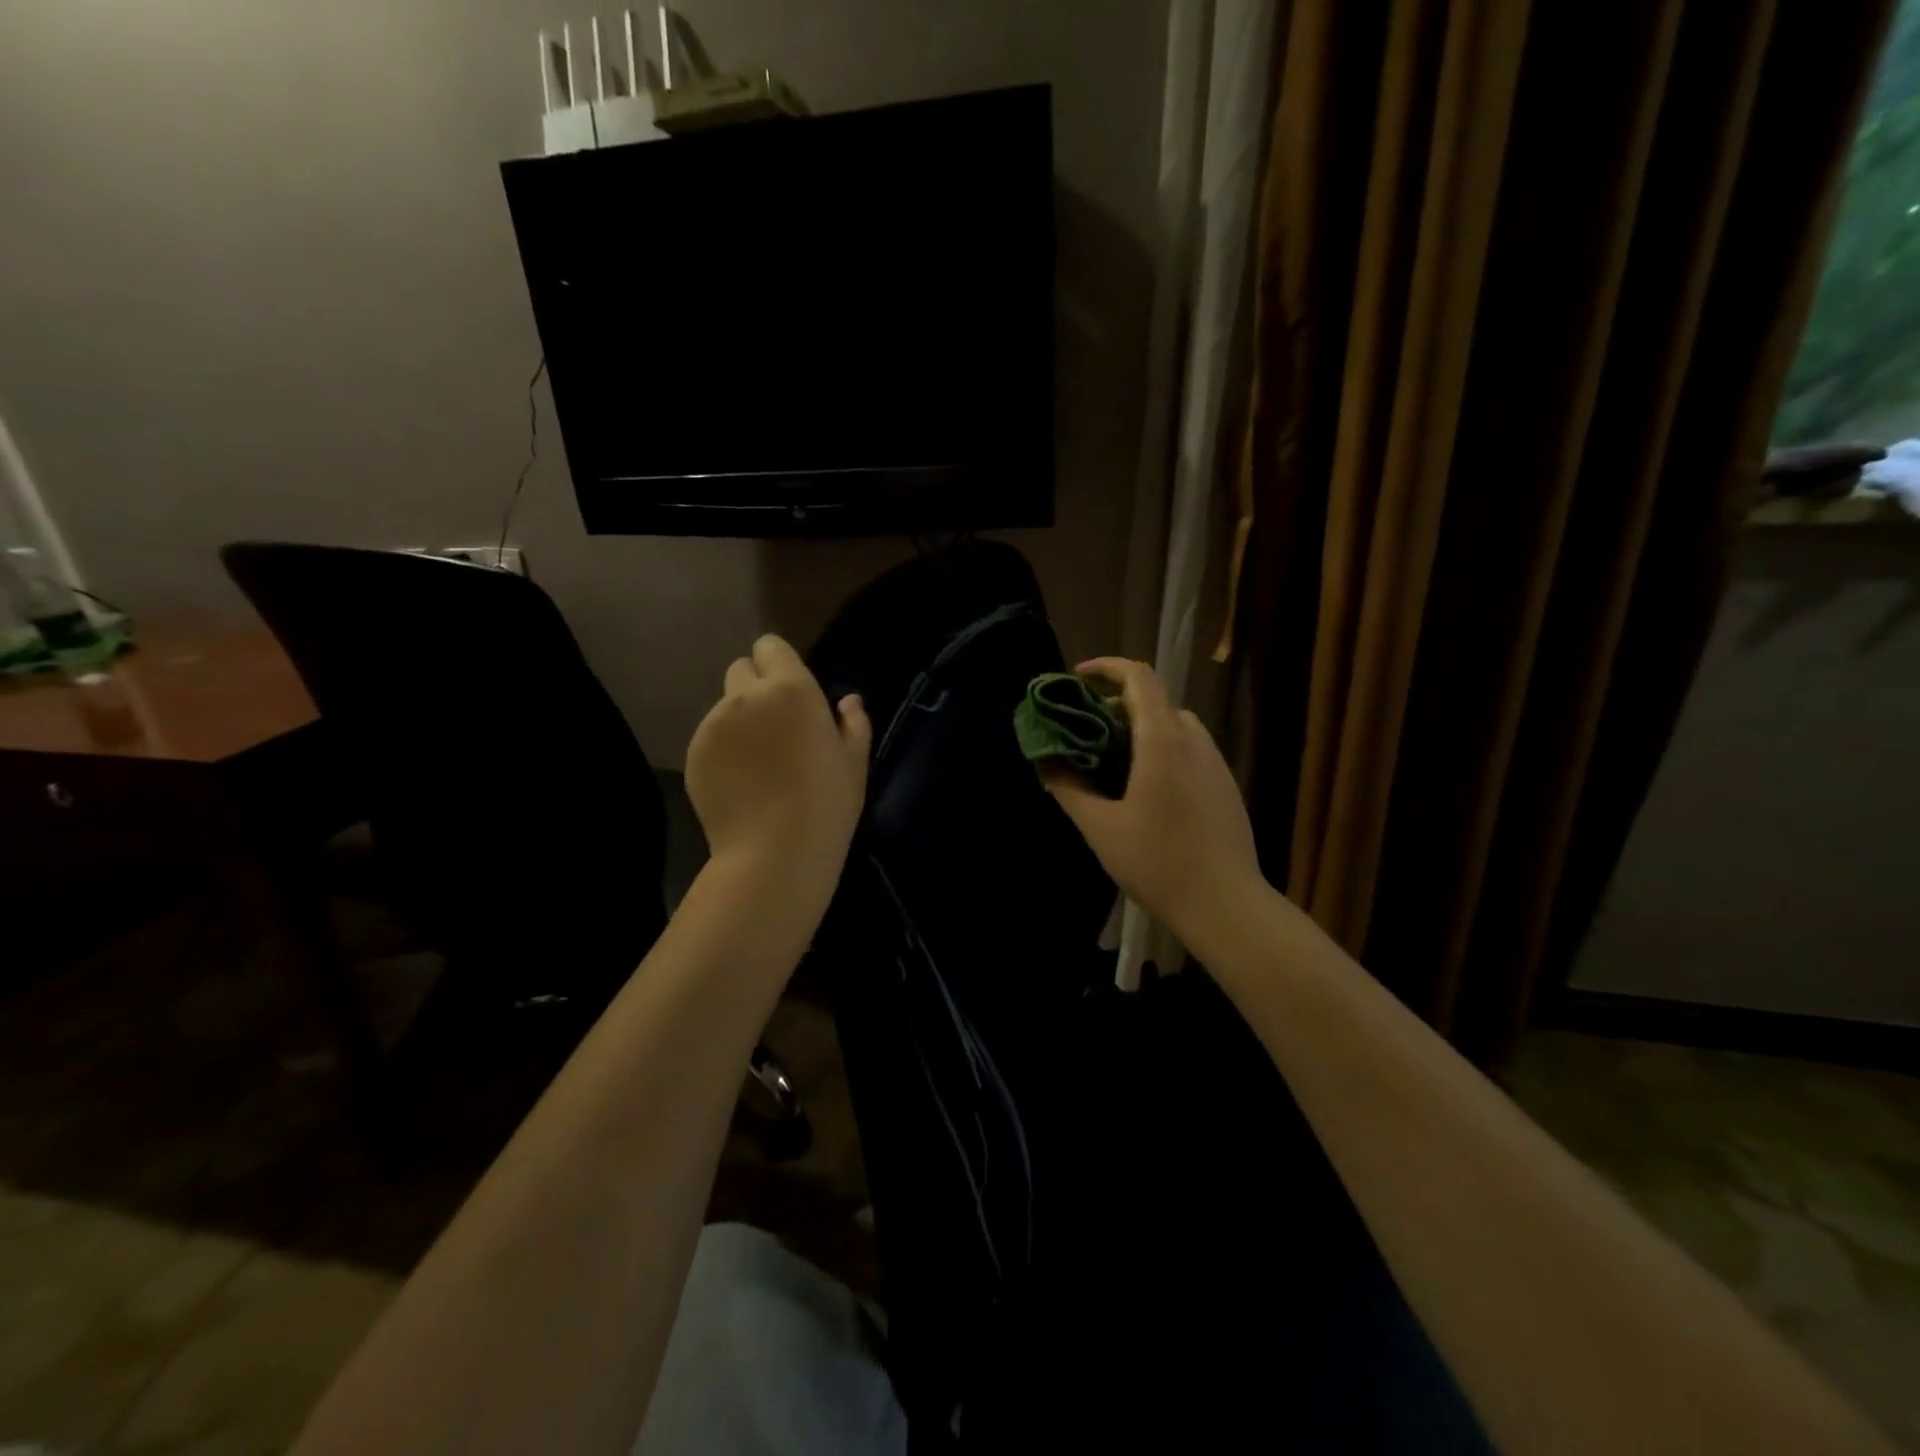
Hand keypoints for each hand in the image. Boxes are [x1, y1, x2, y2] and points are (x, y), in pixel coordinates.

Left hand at [685, 635, 870, 911]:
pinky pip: (710, 736)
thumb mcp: (853, 764)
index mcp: (792, 689)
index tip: (793, 693)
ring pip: (724, 705)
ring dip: (740, 719)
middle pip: (741, 670)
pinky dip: (722, 748)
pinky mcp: (694, 753)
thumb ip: (853, 724)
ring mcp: (714, 724)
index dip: (780, 664)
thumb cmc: (826, 806)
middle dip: (756, 687)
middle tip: (775, 726)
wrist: (774, 854)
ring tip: (758, 761)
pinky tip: (740, 781)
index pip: (770, 646)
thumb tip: (849, 701)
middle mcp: (747, 696)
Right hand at [1044, 657, 1263, 941]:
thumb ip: (1068, 788)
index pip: (1139, 677)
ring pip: (1175, 725)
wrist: (1226, 905)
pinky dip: (1162, 749)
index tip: (1077, 679)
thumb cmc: (1157, 863)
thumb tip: (1046, 762)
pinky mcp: (1225, 785)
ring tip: (1113, 761)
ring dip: (1142, 728)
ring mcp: (1215, 763)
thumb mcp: (1100, 827)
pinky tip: (1146, 790)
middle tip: (1086, 732)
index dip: (1106, 667)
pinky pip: (1189, 749)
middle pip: (1155, 699)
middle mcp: (1194, 741)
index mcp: (1163, 741)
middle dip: (1116, 704)